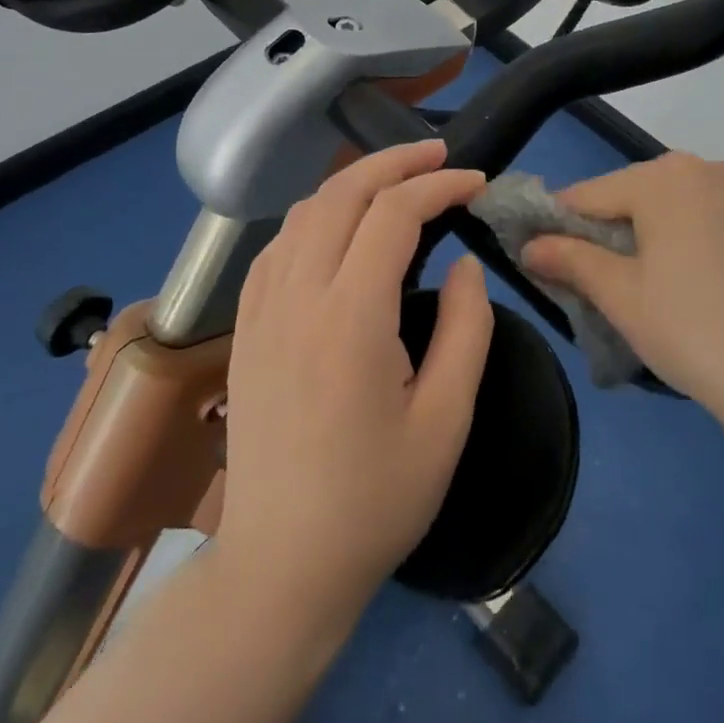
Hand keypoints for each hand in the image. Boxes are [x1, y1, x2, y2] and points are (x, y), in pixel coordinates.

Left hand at [217, 140, 493, 627]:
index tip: (477, 184)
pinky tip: (340, 228)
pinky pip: (278, 246)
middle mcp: (297, 298)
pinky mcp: (245, 329)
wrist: (280, 566)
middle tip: (440, 155)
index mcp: (350, 319)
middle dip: (394, 162)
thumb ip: (466, 329)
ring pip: (304, 212)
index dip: (440, 186)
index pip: (394, 215)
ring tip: (398, 180)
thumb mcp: (446, 420)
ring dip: (354, 183)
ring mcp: (261, 311)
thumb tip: (465, 265)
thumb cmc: (375, 500)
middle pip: (342, 194)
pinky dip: (316, 216)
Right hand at [521, 153, 723, 412]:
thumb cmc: (691, 328)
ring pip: (689, 203)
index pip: (592, 194)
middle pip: (643, 193)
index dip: (562, 222)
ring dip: (667, 229)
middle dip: (618, 226)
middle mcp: (711, 168)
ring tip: (667, 280)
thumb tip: (529, 244)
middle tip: (610, 276)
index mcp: (663, 178)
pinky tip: (716, 279)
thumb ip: (570, 259)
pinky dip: (711, 237)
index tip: (545, 250)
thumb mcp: (620, 295)